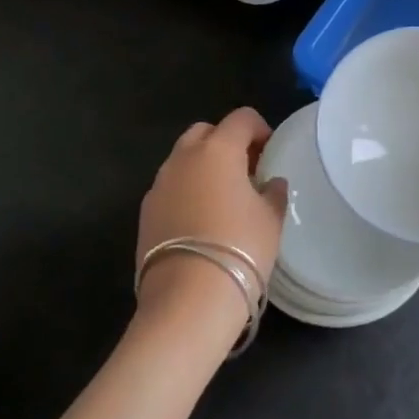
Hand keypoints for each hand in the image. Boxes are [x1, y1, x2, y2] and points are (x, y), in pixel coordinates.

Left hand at [135, 108, 287, 342]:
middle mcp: (183, 158)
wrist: (188, 299)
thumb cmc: (240, 248)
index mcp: (218, 150)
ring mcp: (159, 185)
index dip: (259, 129)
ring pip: (183, 159)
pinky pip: (170, 187)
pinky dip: (186, 191)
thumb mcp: (271, 219)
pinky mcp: (145, 212)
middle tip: (246, 169)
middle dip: (225, 141)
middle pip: (205, 132)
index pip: (241, 118)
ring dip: (203, 166)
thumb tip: (270, 183)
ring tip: (223, 197)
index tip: (270, 151)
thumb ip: (273, 193)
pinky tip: (201, 220)